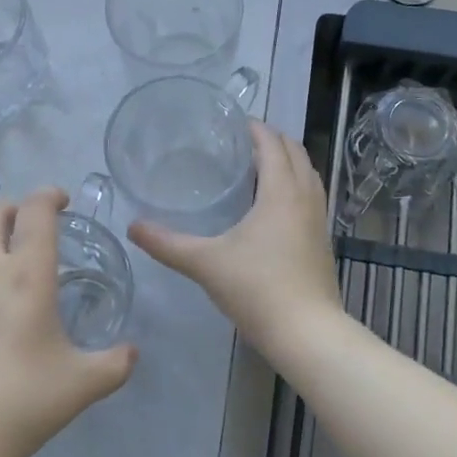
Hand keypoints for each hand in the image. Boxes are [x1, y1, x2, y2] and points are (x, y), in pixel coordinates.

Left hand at [0, 188, 136, 456]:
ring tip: (3, 270)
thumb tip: (132, 353)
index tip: (62, 202)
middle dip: (14, 209)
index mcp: (25, 275)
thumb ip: (115, 364)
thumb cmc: (18, 403)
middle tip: (32, 230)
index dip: (49, 195)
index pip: (35, 210)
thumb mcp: (81, 386)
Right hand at [127, 122, 341, 355]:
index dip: (255, 129)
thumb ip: (167, 244)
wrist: (307, 332)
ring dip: (288, 162)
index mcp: (281, 191)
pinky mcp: (323, 239)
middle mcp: (306, 197)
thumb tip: (133, 226)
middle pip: (296, 152)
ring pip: (308, 174)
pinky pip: (311, 196)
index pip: (272, 144)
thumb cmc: (257, 289)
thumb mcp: (206, 263)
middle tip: (242, 142)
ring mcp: (319, 219)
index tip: (234, 123)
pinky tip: (274, 206)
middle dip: (273, 140)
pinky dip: (296, 185)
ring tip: (259, 167)